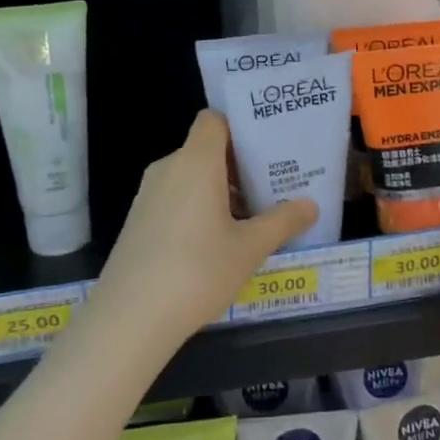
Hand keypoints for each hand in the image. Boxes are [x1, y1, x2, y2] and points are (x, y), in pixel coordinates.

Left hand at [91, 111, 317, 352]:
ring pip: (190, 177)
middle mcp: (168, 169)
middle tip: (273, 185)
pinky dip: (198, 208)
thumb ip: (282, 222)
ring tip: (251, 218)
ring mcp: (148, 196)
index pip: (213, 120)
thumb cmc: (197, 271)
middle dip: (238, 165)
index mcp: (195, 162)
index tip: (267, 148)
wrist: (129, 319)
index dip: (239, 127)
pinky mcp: (138, 222)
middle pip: (206, 149)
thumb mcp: (249, 248)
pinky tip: (217, 243)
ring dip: (220, 190)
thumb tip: (311, 205)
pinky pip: (175, 198)